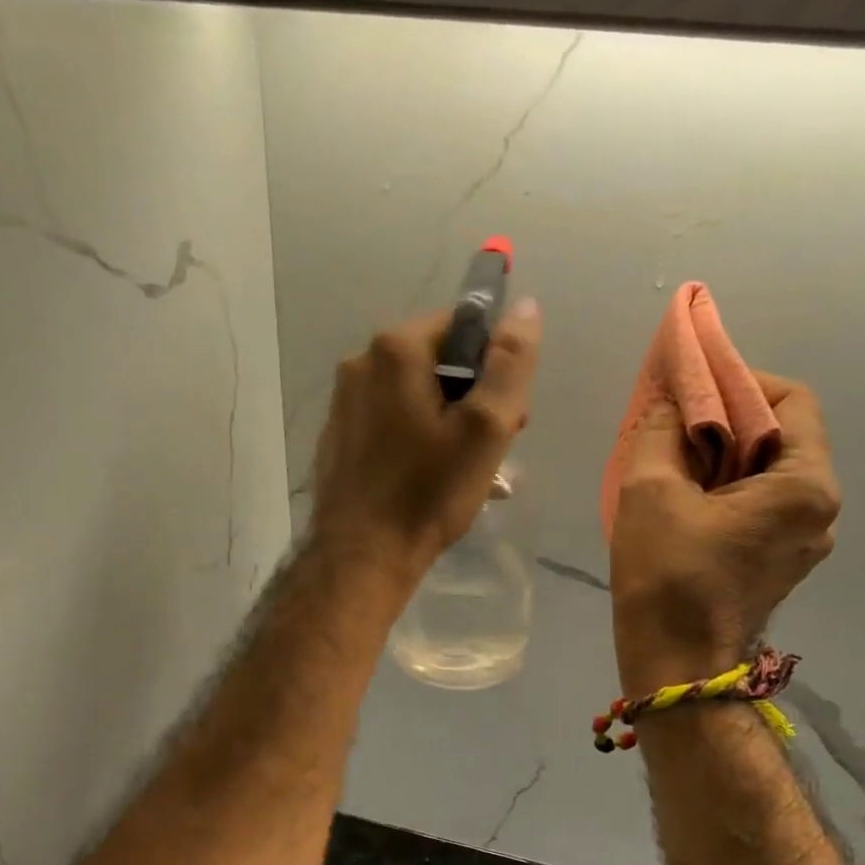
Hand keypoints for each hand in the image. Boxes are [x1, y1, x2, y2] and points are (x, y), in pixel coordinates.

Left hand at [309, 299, 542, 582]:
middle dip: (473, 396)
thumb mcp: (485, 428)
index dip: (494, 365)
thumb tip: (525, 308)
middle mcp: (360, 363)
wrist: (362, 556)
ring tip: (465, 469)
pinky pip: (390, 421)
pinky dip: (416, 437)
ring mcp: (344, 401)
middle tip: (492, 448)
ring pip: (414, 394)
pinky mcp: (339, 435)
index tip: (507, 413)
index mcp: (395, 349)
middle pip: (437, 361)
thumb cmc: (428, 492)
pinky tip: (430, 477)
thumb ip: (510, 364)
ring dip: (448, 421)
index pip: (462, 326)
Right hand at [609, 373, 838, 695]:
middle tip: (673, 421)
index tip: (691, 388)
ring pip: (767, 471)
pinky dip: (725, 488)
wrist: (675, 667)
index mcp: (805, 485)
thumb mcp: (649, 489)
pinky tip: (684, 497)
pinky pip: (759, 504)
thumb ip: (660, 429)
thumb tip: (669, 401)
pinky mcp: (780, 562)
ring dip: (722, 454)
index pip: (791, 399)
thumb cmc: (666, 576)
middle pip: (781, 435)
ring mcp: (804, 540)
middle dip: (726, 418)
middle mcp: (820, 509)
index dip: (740, 380)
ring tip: (672, 459)